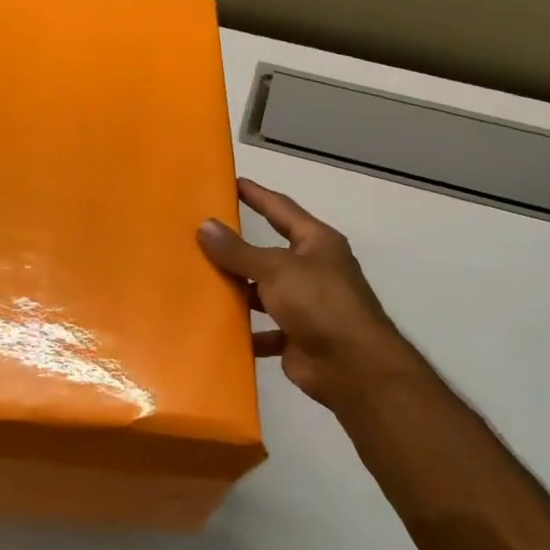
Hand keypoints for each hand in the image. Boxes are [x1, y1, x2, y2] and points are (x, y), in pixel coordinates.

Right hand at [197, 178, 404, 412]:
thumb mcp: (275, 269)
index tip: (232, 182)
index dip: (257, 195)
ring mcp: (305, 306)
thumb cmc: (319, 303)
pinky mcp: (295, 337)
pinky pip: (262, 329)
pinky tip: (215, 328)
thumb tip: (205, 226)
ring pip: (263, 293)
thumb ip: (238, 251)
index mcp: (316, 243)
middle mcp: (313, 270)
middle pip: (269, 254)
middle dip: (238, 249)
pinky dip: (243, 331)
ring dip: (237, 291)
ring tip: (198, 282)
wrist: (352, 366)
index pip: (281, 209)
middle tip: (199, 237)